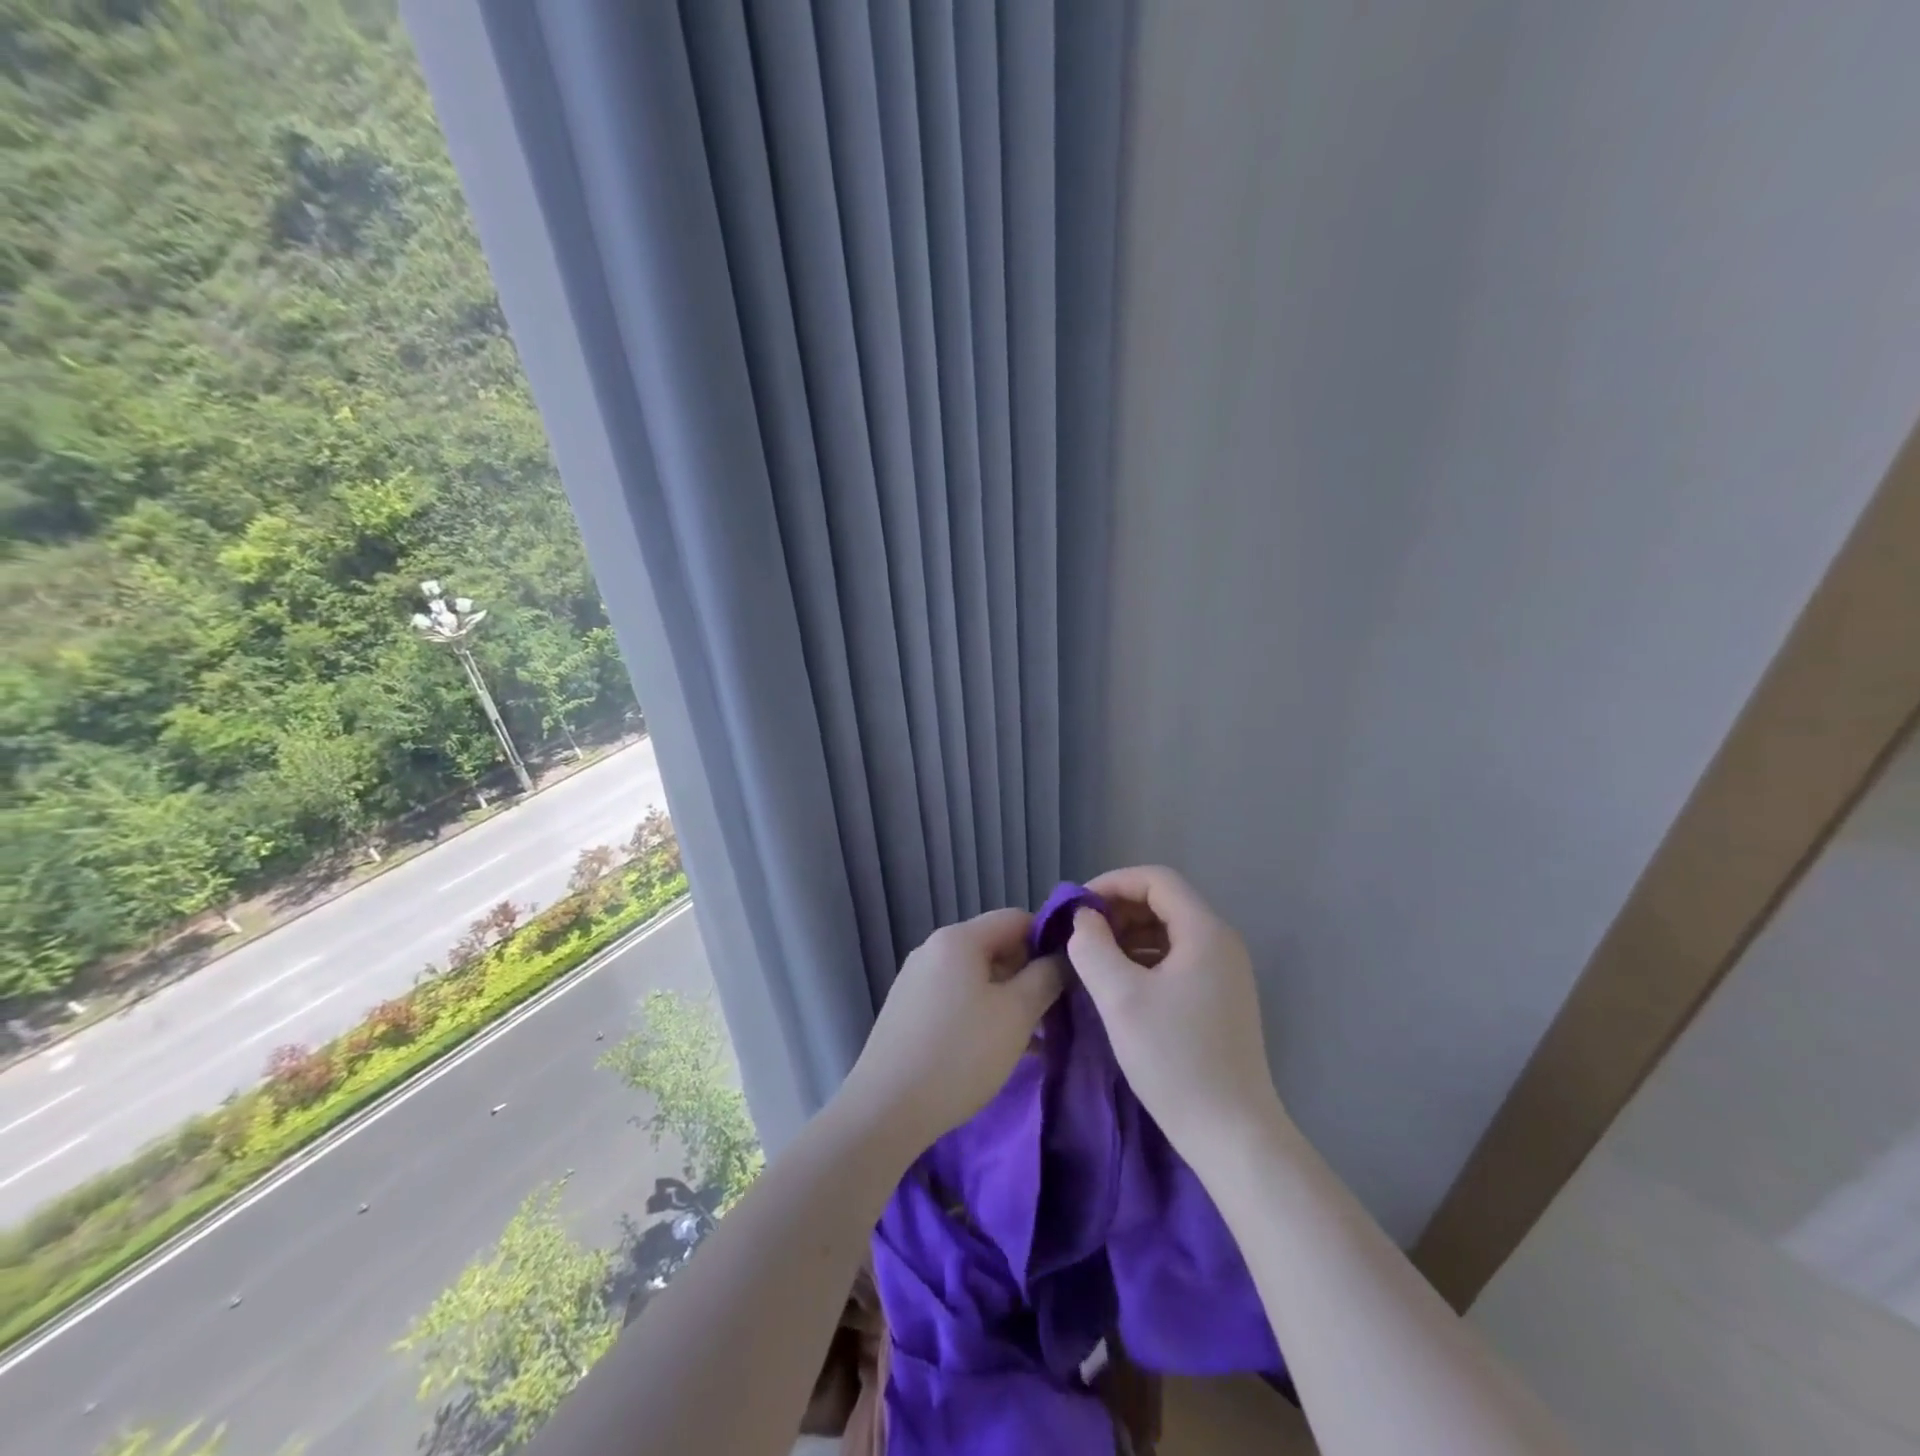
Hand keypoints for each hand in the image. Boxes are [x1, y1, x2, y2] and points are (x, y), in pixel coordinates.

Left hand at [838, 908, 1062, 1152]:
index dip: (1049, 940)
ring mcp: (916, 980)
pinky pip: (956, 999)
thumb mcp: (1016, 1014)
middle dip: (1029, 975)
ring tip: (1036, 1040)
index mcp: (958, 938)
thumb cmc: (960, 1053)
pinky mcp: (908, 1010)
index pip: (1016, 919)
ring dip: (1009, 1000)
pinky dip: (983, 1014)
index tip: (1071, 975)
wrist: (886, 1108)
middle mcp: (933, 949)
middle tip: (1055, 1013)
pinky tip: (1000, 1050)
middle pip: (995, 946)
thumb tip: (1063, 957)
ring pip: (977, 977)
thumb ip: (1046, 977)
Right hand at [1068, 866, 1283, 1157]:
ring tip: (1092, 958)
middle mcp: (1221, 943)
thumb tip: (1083, 920)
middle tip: (1079, 934)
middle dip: (1117, 910)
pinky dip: (1144, 959)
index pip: (1156, 880)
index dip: (1111, 883)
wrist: (1233, 1136)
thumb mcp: (1120, 998)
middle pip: (1164, 902)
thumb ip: (1092, 947)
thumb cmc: (1175, 1060)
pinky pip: (1177, 959)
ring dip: (1128, 935)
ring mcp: (1224, 972)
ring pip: (1169, 931)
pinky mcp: (1220, 999)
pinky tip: (1118, 983)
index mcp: (1205, 932)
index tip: (1075, 908)